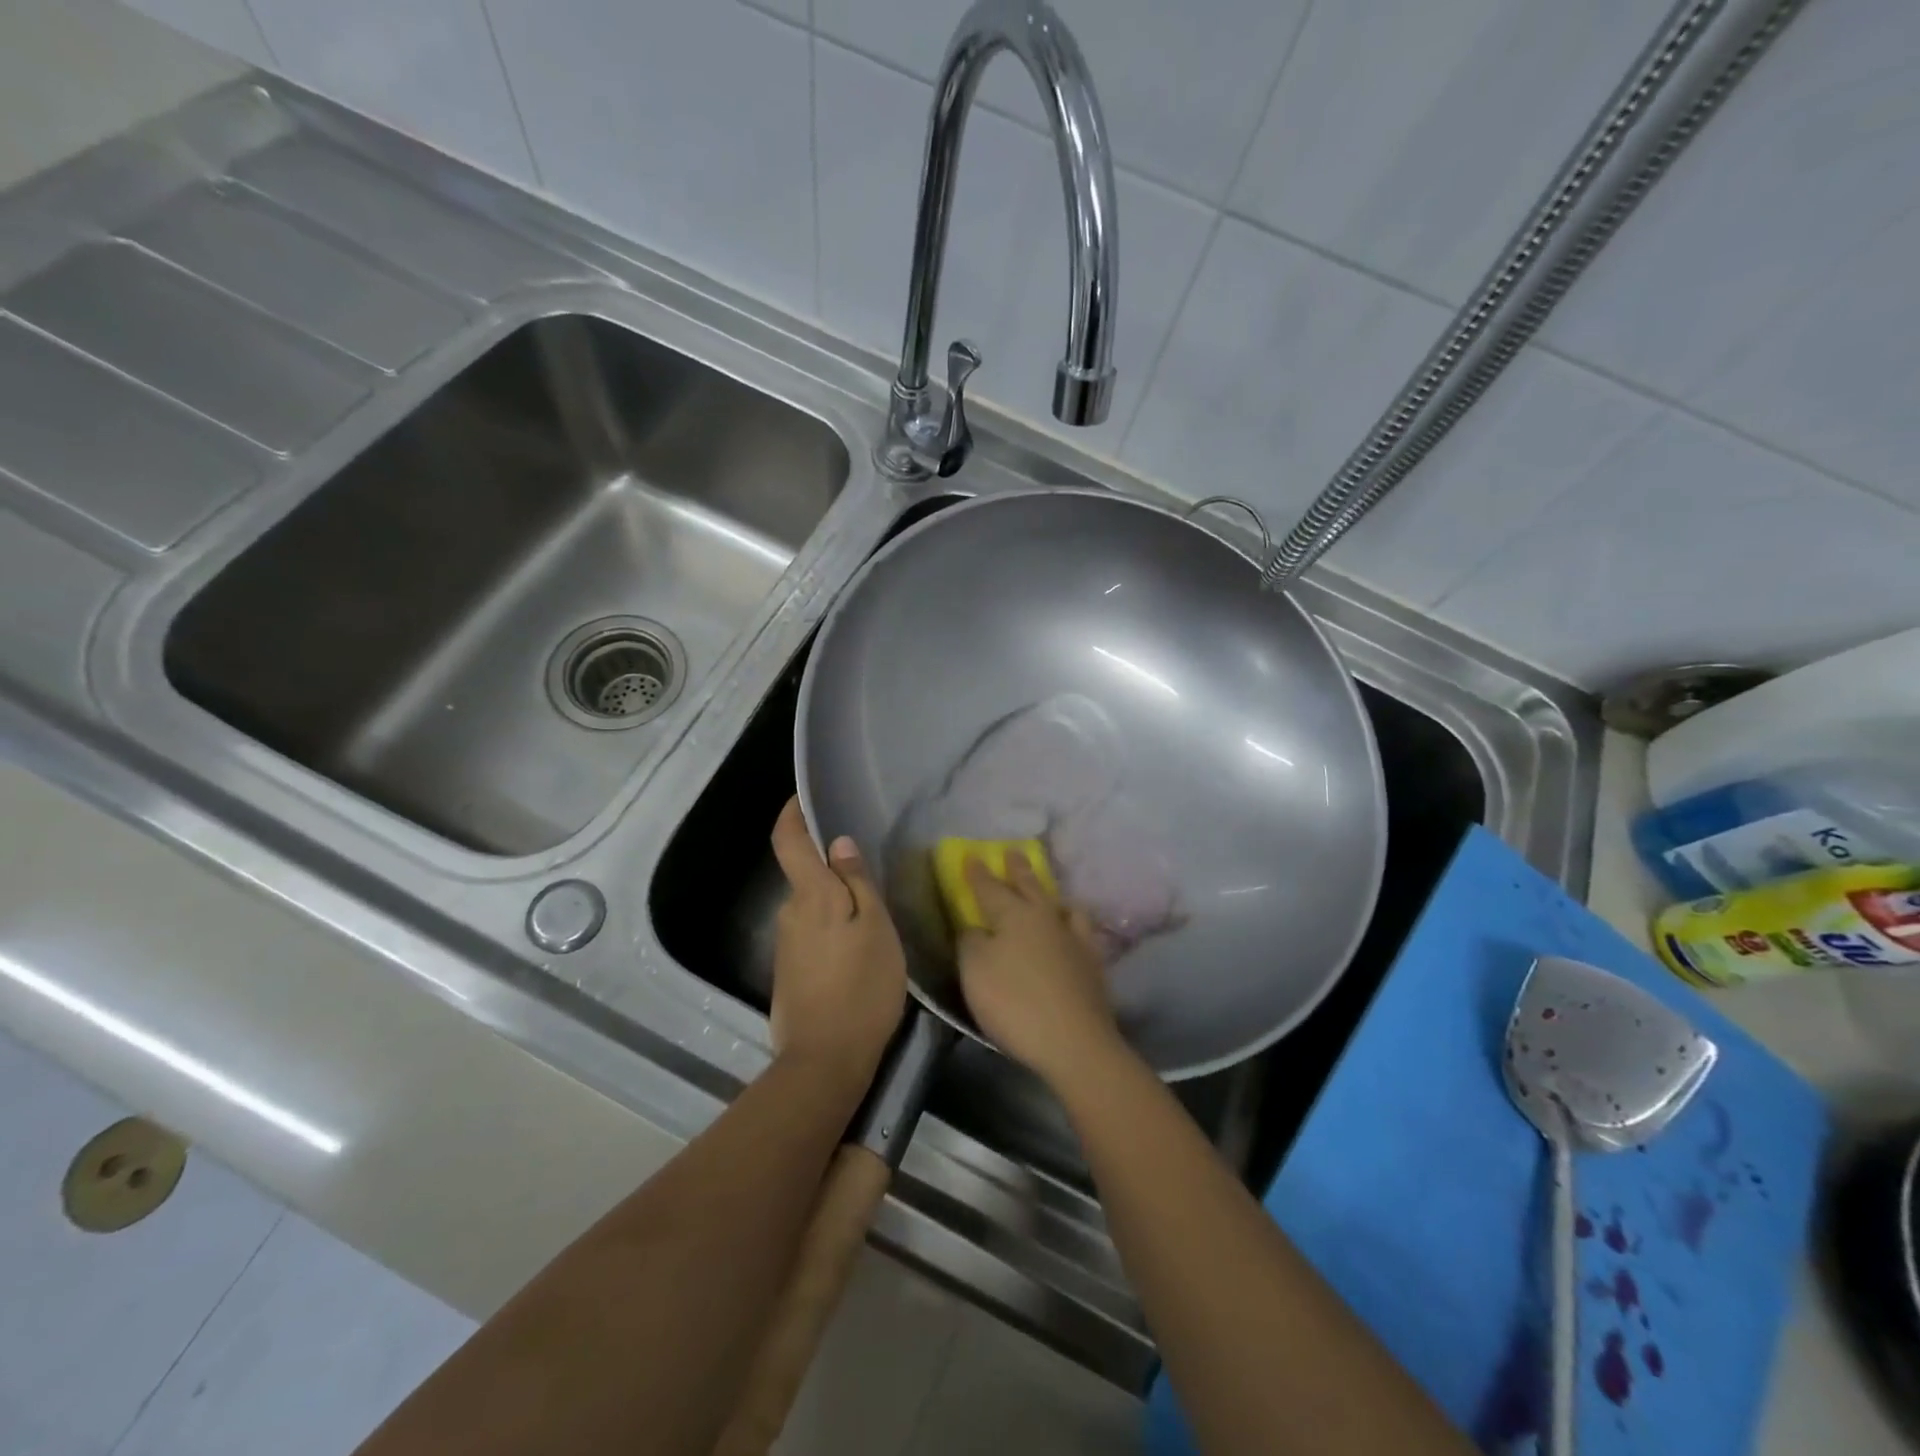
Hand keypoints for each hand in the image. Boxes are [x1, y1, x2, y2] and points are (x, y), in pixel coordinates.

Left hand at [769, 797, 906, 1087]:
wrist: (825, 1060)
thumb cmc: (862, 986)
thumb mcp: (876, 928)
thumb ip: (857, 882)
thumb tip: (837, 843)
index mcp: (811, 896)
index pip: (788, 841)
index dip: (791, 814)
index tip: (802, 797)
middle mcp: (790, 913)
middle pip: (804, 876)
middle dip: (830, 869)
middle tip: (871, 877)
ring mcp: (786, 945)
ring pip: (811, 908)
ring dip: (835, 905)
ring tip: (873, 919)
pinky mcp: (789, 972)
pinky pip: (811, 935)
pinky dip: (832, 931)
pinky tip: (856, 952)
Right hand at [956, 853, 1123, 1091]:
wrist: (1075, 1042)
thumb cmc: (1015, 1003)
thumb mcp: (976, 971)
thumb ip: (971, 942)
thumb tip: (976, 928)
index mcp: (1015, 915)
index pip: (990, 888)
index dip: (978, 873)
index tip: (972, 855)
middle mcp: (1046, 918)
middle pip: (1030, 887)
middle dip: (1019, 869)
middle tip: (1013, 851)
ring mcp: (1075, 940)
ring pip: (1062, 906)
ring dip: (1051, 894)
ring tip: (1050, 893)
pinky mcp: (1093, 965)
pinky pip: (1083, 932)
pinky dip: (1074, 924)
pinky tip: (1074, 930)